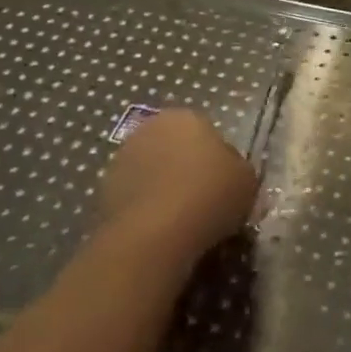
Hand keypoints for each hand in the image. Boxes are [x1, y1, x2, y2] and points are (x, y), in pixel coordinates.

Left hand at [97, 108, 256, 261]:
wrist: (155, 234)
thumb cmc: (209, 195)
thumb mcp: (247, 181)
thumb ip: (238, 171)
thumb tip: (230, 176)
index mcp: (186, 116)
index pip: (205, 132)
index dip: (216, 160)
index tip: (223, 186)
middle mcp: (150, 128)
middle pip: (174, 148)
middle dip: (185, 169)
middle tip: (202, 202)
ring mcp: (122, 159)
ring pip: (151, 172)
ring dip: (162, 189)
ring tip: (179, 223)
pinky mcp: (103, 191)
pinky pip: (134, 198)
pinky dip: (145, 211)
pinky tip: (158, 234)